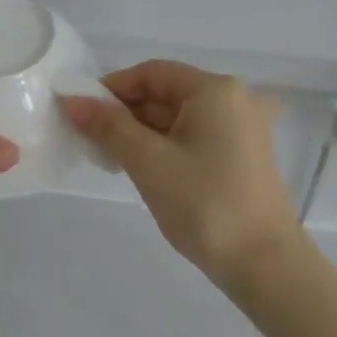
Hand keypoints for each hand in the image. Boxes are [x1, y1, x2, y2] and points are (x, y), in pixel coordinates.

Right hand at [60, 60, 306, 290]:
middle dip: (126, 113)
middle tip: (91, 141)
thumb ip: (109, 126)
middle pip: (167, 93)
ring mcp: (243, 128)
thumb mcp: (149, 162)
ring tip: (111, 159)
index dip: (113, 88)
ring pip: (180, 117)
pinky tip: (143, 169)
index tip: (81, 113)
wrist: (264, 263)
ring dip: (143, 132)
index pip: (152, 73)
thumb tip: (72, 100)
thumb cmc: (204, 204)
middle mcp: (234, 99)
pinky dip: (166, 146)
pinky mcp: (243, 154)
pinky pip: (196, 136)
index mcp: (215, 90)